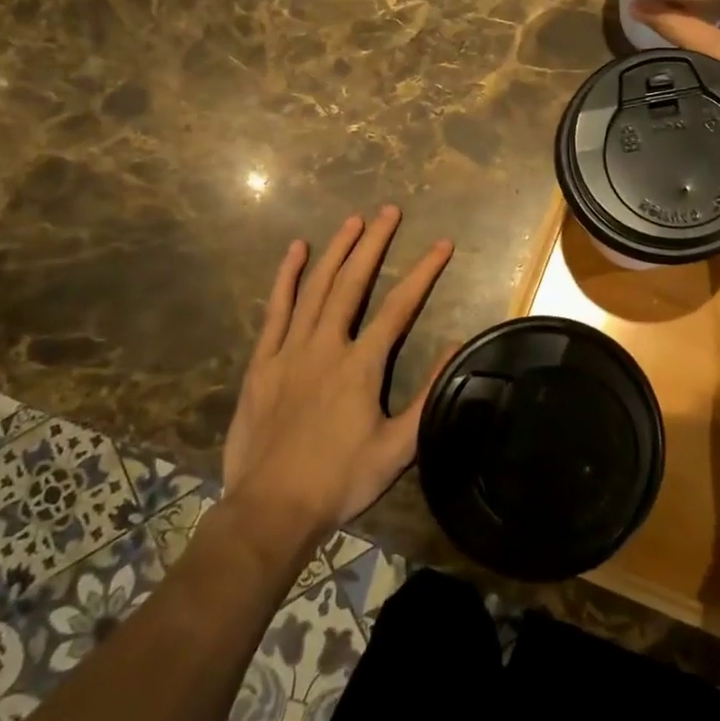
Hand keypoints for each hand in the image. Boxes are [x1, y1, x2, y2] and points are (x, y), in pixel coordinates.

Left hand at [220, 206, 452, 549]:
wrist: (270, 510)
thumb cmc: (339, 481)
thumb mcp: (397, 448)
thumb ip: (429, 395)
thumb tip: (457, 346)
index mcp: (361, 365)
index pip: (400, 306)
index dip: (424, 272)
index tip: (442, 244)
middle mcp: (326, 345)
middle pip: (353, 282)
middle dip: (374, 243)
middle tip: (389, 210)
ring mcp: (289, 351)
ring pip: (315, 288)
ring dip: (336, 251)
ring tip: (353, 220)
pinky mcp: (262, 362)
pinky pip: (275, 310)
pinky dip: (285, 278)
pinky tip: (295, 251)